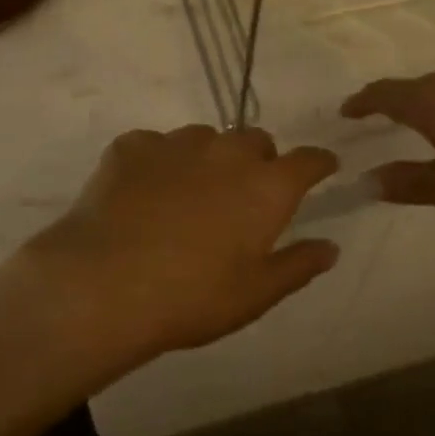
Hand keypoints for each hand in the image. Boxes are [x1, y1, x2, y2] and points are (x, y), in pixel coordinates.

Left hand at [7, 126, 340, 374]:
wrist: (104, 283)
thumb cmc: (192, 296)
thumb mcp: (255, 294)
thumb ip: (298, 265)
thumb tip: (329, 247)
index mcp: (266, 186)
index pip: (308, 160)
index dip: (318, 163)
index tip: (322, 168)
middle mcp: (227, 152)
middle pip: (256, 140)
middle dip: (259, 160)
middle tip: (245, 195)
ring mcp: (177, 143)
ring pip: (206, 138)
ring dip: (209, 158)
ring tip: (190, 194)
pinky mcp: (133, 146)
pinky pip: (156, 145)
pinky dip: (159, 163)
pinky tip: (143, 193)